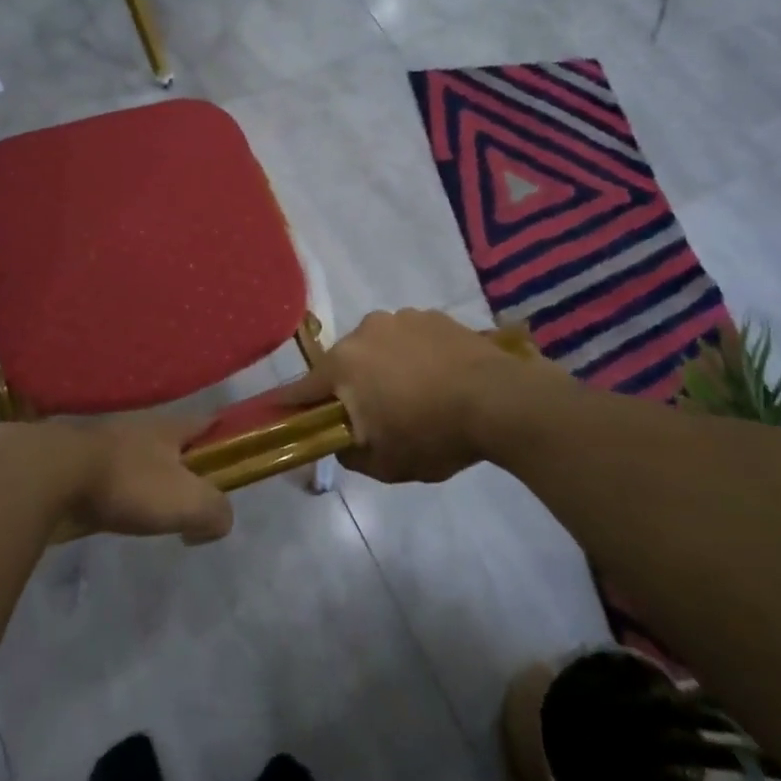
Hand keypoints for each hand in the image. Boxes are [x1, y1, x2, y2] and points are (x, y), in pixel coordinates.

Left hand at [0, 418, 233, 543]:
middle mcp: (138, 426)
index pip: (206, 421)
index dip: (223, 433)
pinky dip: (114, 487)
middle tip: (190, 489)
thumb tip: (217, 522)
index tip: (233, 446)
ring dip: (145, 474)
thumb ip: (215, 511)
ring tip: (150, 504)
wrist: (50, 474)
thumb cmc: (127, 482)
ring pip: (135, 455)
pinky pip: (105, 473)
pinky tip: (112, 508)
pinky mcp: (73, 460)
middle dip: (182, 458)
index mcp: (169, 428)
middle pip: (169, 439)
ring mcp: (102, 440)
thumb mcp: (186, 501)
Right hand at [281, 309, 547, 483]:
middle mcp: (363, 332)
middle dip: (350, 387)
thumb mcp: (385, 465)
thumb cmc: (433, 435)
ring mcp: (400, 318)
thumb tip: (339, 441)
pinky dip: (414, 355)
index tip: (280, 413)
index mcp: (342, 365)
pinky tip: (438, 377)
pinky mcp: (432, 315)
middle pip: (343, 365)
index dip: (289, 404)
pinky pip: (409, 338)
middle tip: (374, 415)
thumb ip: (348, 454)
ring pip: (377, 348)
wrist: (501, 400)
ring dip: (384, 367)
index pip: (301, 389)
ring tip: (415, 394)